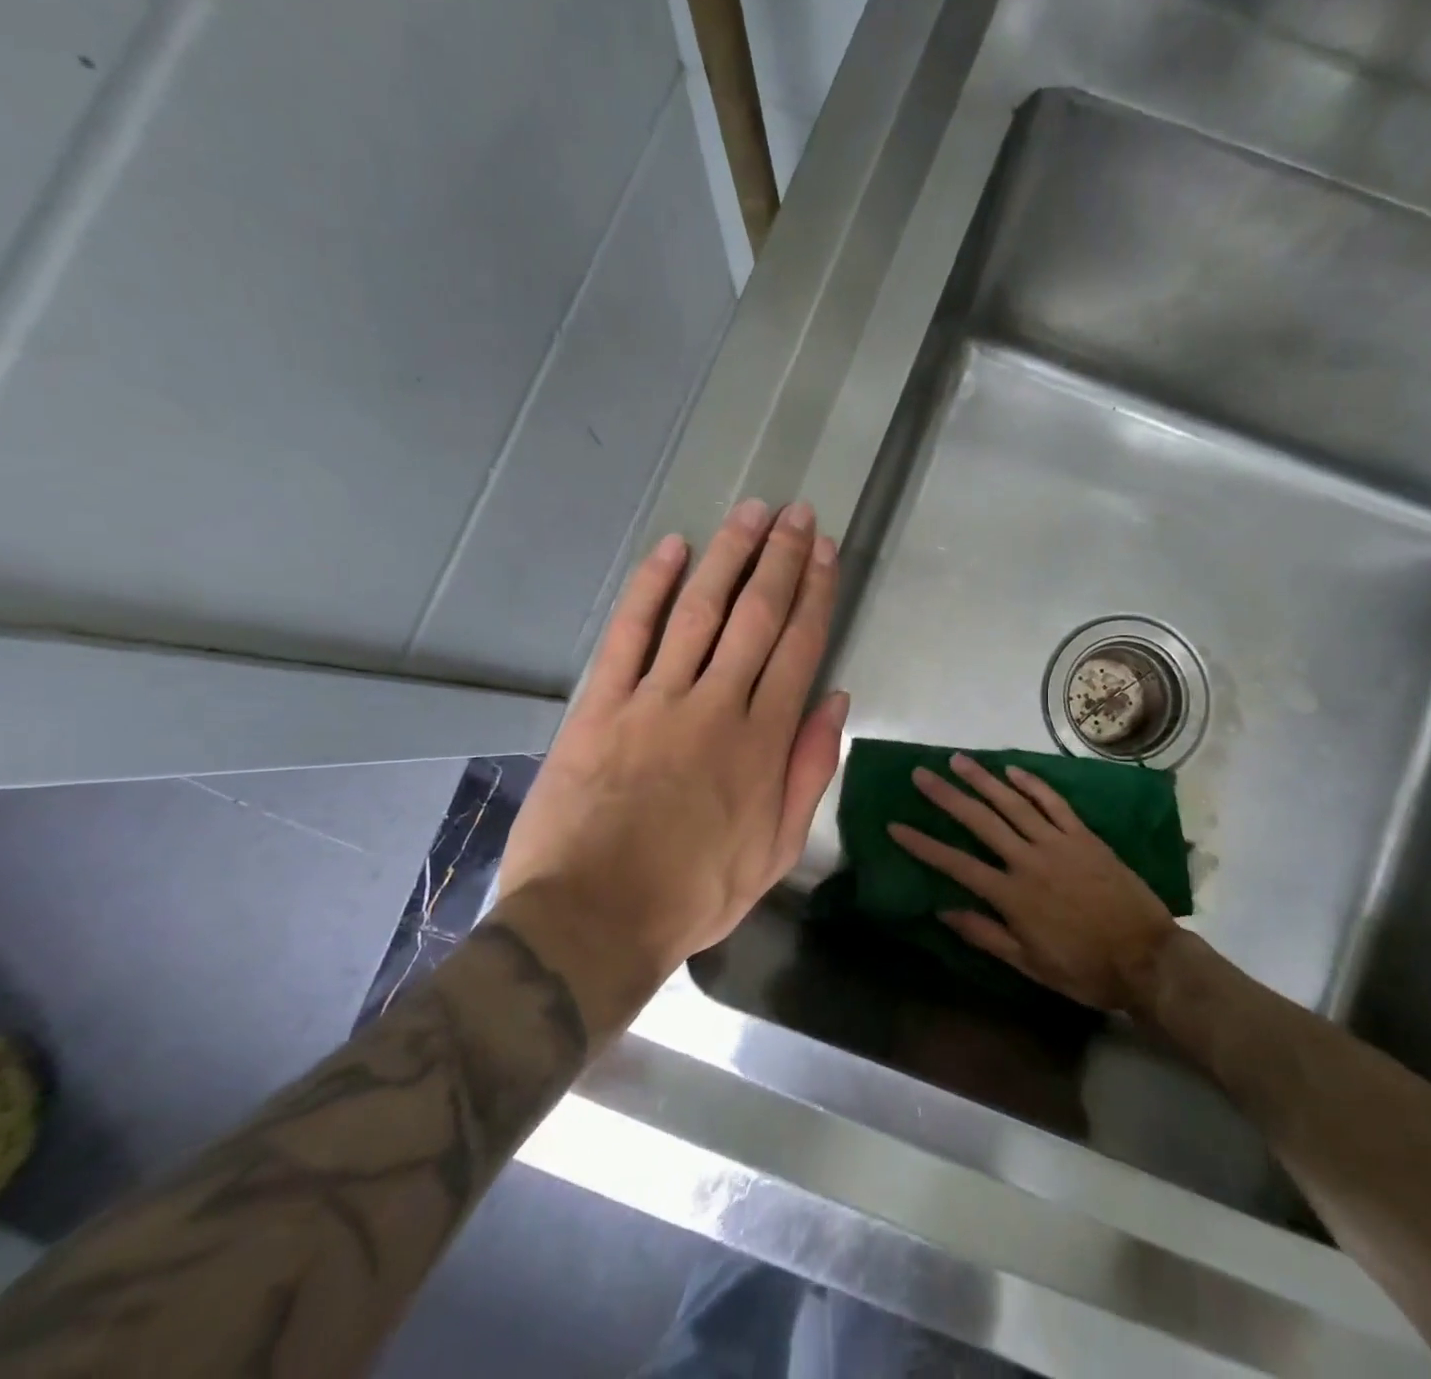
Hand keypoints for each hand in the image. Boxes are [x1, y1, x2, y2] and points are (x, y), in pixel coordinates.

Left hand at [497, 499, 847, 1018]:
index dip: (817, 593)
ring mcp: (655, 699)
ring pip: (699, 611)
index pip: (799, 648)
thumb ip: (809, 771)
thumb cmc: (695, 893)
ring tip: (751, 513)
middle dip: (781, 559)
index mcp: (763, 742)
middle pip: (756, 616)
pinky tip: (670, 549)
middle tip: (798, 514)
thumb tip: (835, 701)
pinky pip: (629, 633)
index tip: (827, 552)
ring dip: (728, 556)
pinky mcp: (601, 704)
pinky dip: (650, 588)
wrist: (594, 918)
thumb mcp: (777, 850)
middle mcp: (717, 705)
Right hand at [889, 754, 1177, 1012]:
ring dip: (982, 780)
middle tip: (920, 774)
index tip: (896, 826)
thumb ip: (986, 935)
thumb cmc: (1085, 969)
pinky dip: (1032, 784)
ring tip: (957, 760)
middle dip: (946, 797)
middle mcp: (1029, 860)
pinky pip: (1054, 803)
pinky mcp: (1084, 836)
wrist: (1147, 958)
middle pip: (980, 822)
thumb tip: (943, 911)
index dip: (923, 844)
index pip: (956, 864)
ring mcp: (1058, 843)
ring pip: (1013, 804)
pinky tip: (1011, 770)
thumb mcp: (1030, 964)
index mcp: (1012, 895)